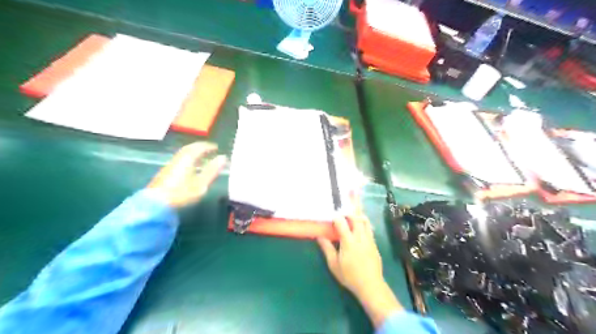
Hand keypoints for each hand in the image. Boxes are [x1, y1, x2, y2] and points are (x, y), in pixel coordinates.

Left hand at [148, 142, 227, 208]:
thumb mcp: (202, 183)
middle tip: (209, 149)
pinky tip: (191, 167)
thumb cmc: (182, 193)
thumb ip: (212, 170)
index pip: (199, 148)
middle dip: (200, 147)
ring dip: (193, 153)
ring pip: (183, 154)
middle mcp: (178, 159)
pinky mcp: (166, 173)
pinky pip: (179, 160)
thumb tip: (223, 157)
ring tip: (202, 158)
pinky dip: (188, 159)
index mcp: (187, 159)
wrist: (156, 204)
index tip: (216, 147)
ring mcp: (170, 165)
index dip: (208, 146)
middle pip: (189, 149)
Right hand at [317, 216, 405, 328]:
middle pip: (356, 218)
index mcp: (348, 241)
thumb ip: (327, 248)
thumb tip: (319, 237)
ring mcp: (369, 239)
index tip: (332, 217)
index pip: (342, 222)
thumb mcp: (334, 264)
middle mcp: (360, 237)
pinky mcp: (374, 244)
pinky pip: (370, 229)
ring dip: (358, 216)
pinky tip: (360, 228)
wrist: (370, 285)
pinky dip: (364, 224)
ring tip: (352, 216)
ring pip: (365, 221)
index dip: (336, 217)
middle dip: (349, 213)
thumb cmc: (349, 276)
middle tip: (343, 213)